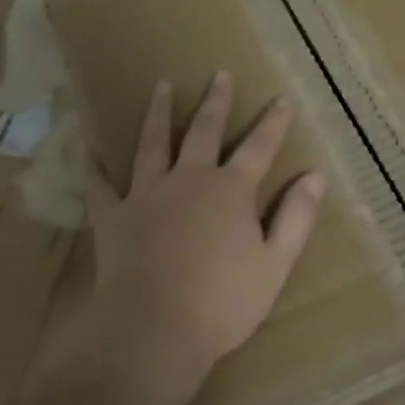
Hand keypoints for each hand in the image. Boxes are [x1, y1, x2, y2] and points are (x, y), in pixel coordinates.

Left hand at [86, 72, 324, 399]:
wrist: (153, 330)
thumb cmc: (222, 302)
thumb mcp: (275, 264)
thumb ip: (297, 217)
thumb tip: (316, 177)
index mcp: (231, 190)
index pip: (259, 147)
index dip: (274, 123)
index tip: (282, 100)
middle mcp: (190, 179)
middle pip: (205, 131)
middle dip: (216, 102)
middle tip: (220, 74)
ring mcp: (148, 194)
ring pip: (153, 142)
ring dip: (159, 112)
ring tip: (161, 86)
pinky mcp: (115, 216)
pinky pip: (100, 185)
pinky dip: (94, 166)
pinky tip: (88, 148)